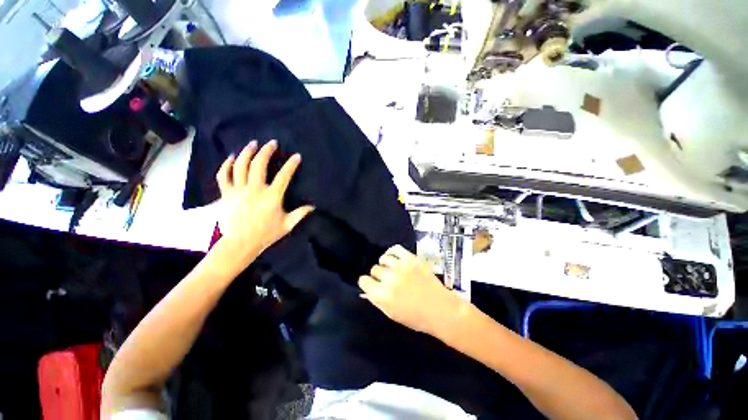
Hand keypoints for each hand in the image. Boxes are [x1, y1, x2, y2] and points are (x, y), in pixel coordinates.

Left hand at [216, 140, 313, 263]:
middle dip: (266, 151)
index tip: (296, 156)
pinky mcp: (226, 194)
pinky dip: (227, 165)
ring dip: (247, 152)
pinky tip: (232, 157)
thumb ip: (300, 214)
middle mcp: (254, 190)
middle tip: (272, 143)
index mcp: (271, 197)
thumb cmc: (266, 234)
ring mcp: (238, 191)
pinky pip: (224, 175)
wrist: (240, 243)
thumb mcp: (287, 225)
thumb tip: (313, 206)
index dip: (291, 165)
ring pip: (240, 166)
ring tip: (253, 144)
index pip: (284, 176)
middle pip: (259, 165)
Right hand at [359, 245, 467, 337]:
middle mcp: (389, 278)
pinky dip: (392, 253)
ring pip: (383, 258)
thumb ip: (377, 301)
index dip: (367, 283)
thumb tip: (365, 291)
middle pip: (374, 269)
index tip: (372, 285)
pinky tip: (395, 260)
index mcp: (382, 294)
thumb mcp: (392, 314)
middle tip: (387, 281)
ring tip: (392, 270)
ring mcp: (401, 266)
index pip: (363, 281)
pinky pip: (395, 249)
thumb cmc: (416, 317)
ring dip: (385, 265)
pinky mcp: (411, 258)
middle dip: (378, 276)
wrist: (441, 309)